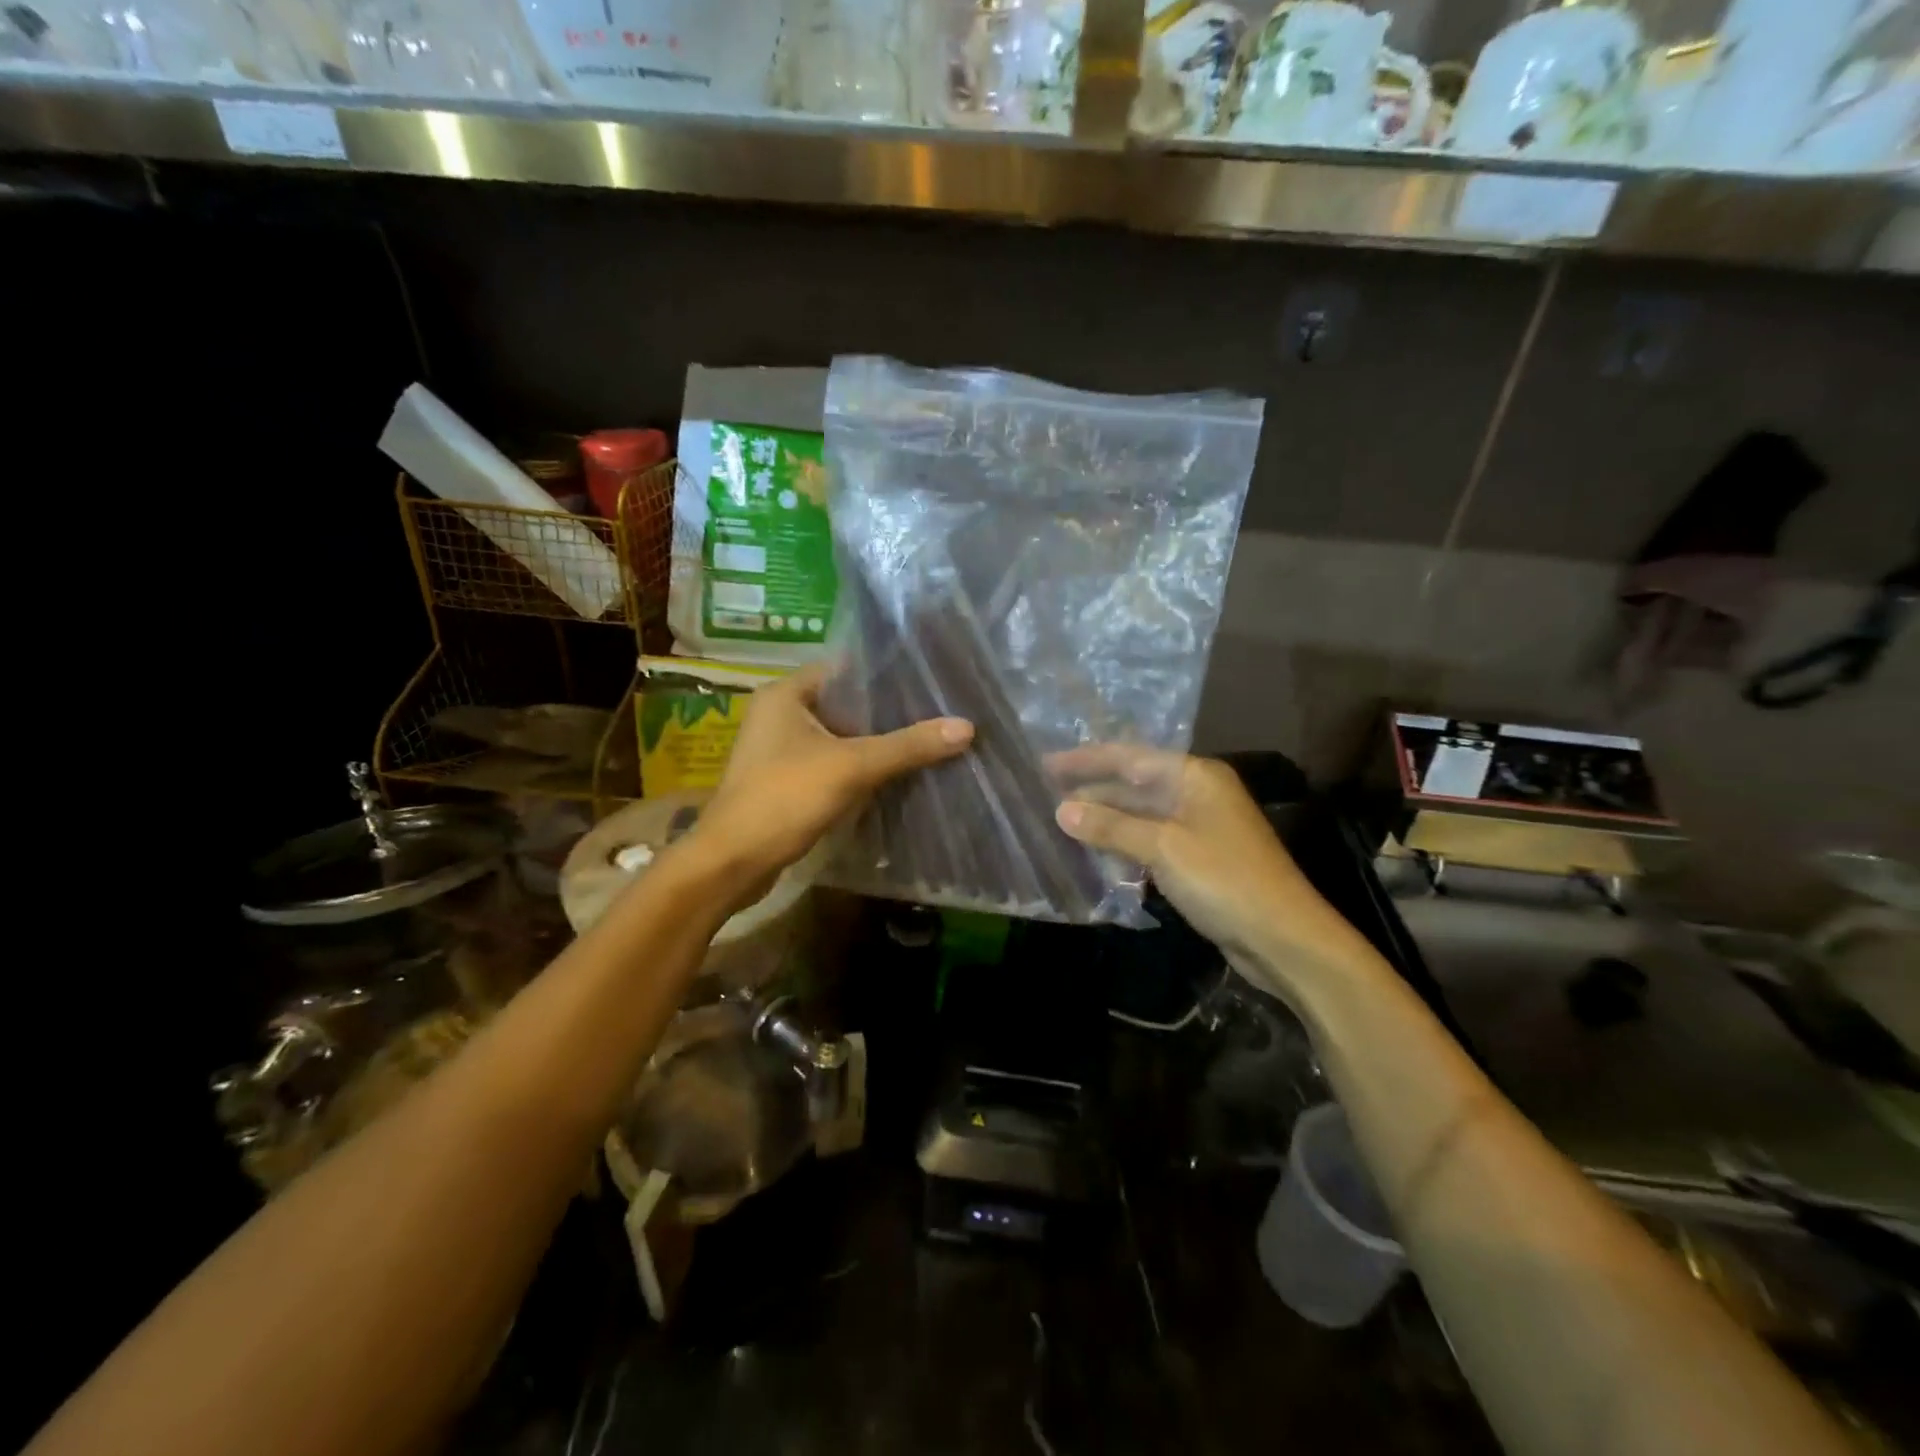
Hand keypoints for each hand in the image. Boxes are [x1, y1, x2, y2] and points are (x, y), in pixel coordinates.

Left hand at [685, 663, 972, 898]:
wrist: (732, 862)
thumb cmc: (785, 798)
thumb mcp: (852, 767)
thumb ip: (907, 746)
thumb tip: (967, 727)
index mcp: (785, 694)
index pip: (844, 669)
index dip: (885, 676)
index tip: (927, 682)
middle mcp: (778, 713)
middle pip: (844, 704)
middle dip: (885, 712)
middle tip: (934, 711)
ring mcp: (778, 749)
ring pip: (838, 736)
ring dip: (873, 742)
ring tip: (923, 739)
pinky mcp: (784, 780)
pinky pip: (830, 762)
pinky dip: (857, 766)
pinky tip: (893, 773)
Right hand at [1051, 748, 1371, 991]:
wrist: (1284, 939)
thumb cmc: (1225, 880)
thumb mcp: (1163, 848)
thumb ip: (1111, 826)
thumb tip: (1061, 810)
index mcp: (1195, 776)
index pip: (1130, 758)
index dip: (1086, 761)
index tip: (1045, 765)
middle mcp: (1198, 793)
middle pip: (1134, 784)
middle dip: (1092, 790)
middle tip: (1044, 794)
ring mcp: (1199, 827)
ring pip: (1141, 815)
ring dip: (1105, 819)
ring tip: (1061, 822)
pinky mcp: (1199, 859)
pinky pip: (1151, 841)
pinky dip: (1124, 844)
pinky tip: (1096, 852)